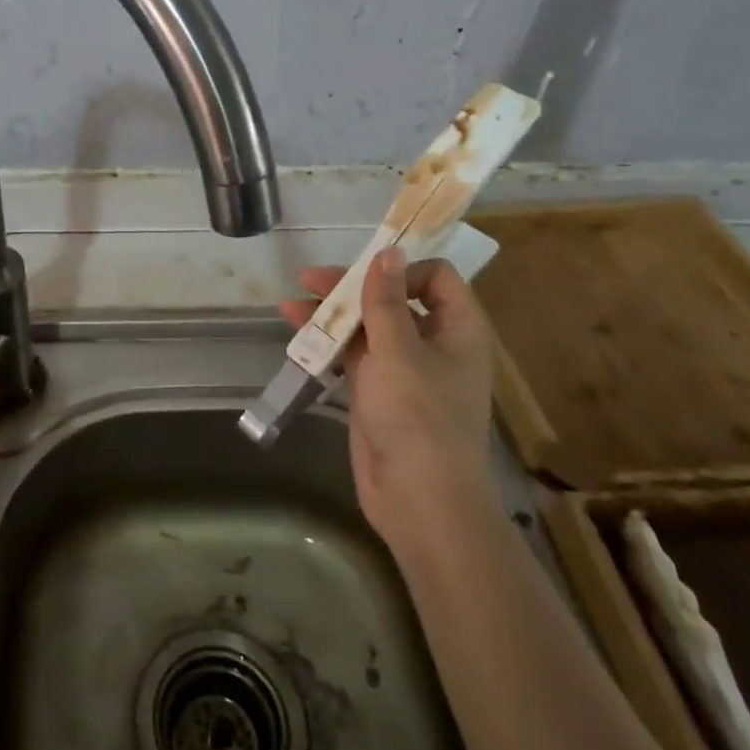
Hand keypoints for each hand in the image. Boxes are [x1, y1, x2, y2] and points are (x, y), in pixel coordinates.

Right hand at [279, 247, 497, 540]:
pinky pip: (352, 355)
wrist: (419, 499)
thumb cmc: (418, 416)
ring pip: (367, 327)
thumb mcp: (399, 350)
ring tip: (291, 304)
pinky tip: (296, 332)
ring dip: (332, 314)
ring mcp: (404, 369)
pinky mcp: (378, 391)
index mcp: (458, 330)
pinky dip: (327, 342)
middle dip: (351, 288)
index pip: (436, 278)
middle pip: (393, 298)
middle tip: (310, 279)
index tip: (363, 272)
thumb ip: (386, 299)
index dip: (401, 268)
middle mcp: (433, 343)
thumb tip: (388, 250)